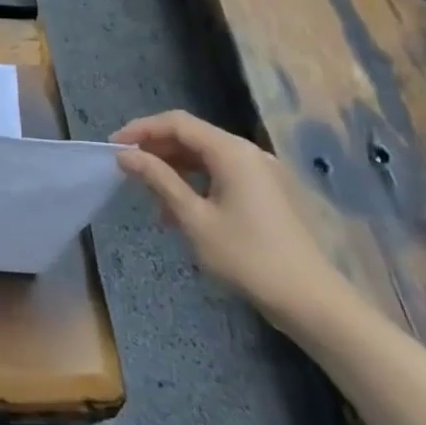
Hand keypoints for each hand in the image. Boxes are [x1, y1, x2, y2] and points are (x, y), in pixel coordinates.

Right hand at [112, 110, 350, 325]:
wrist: (311, 301)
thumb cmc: (247, 257)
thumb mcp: (194, 218)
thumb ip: (159, 180)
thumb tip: (126, 156)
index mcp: (231, 151)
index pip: (177, 123)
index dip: (142, 130)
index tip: (113, 147)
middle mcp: (248, 152)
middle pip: (193, 136)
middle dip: (157, 150)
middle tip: (127, 171)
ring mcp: (262, 172)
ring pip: (207, 157)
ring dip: (175, 169)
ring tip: (151, 197)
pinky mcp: (268, 192)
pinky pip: (223, 174)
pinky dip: (197, 183)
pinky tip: (182, 210)